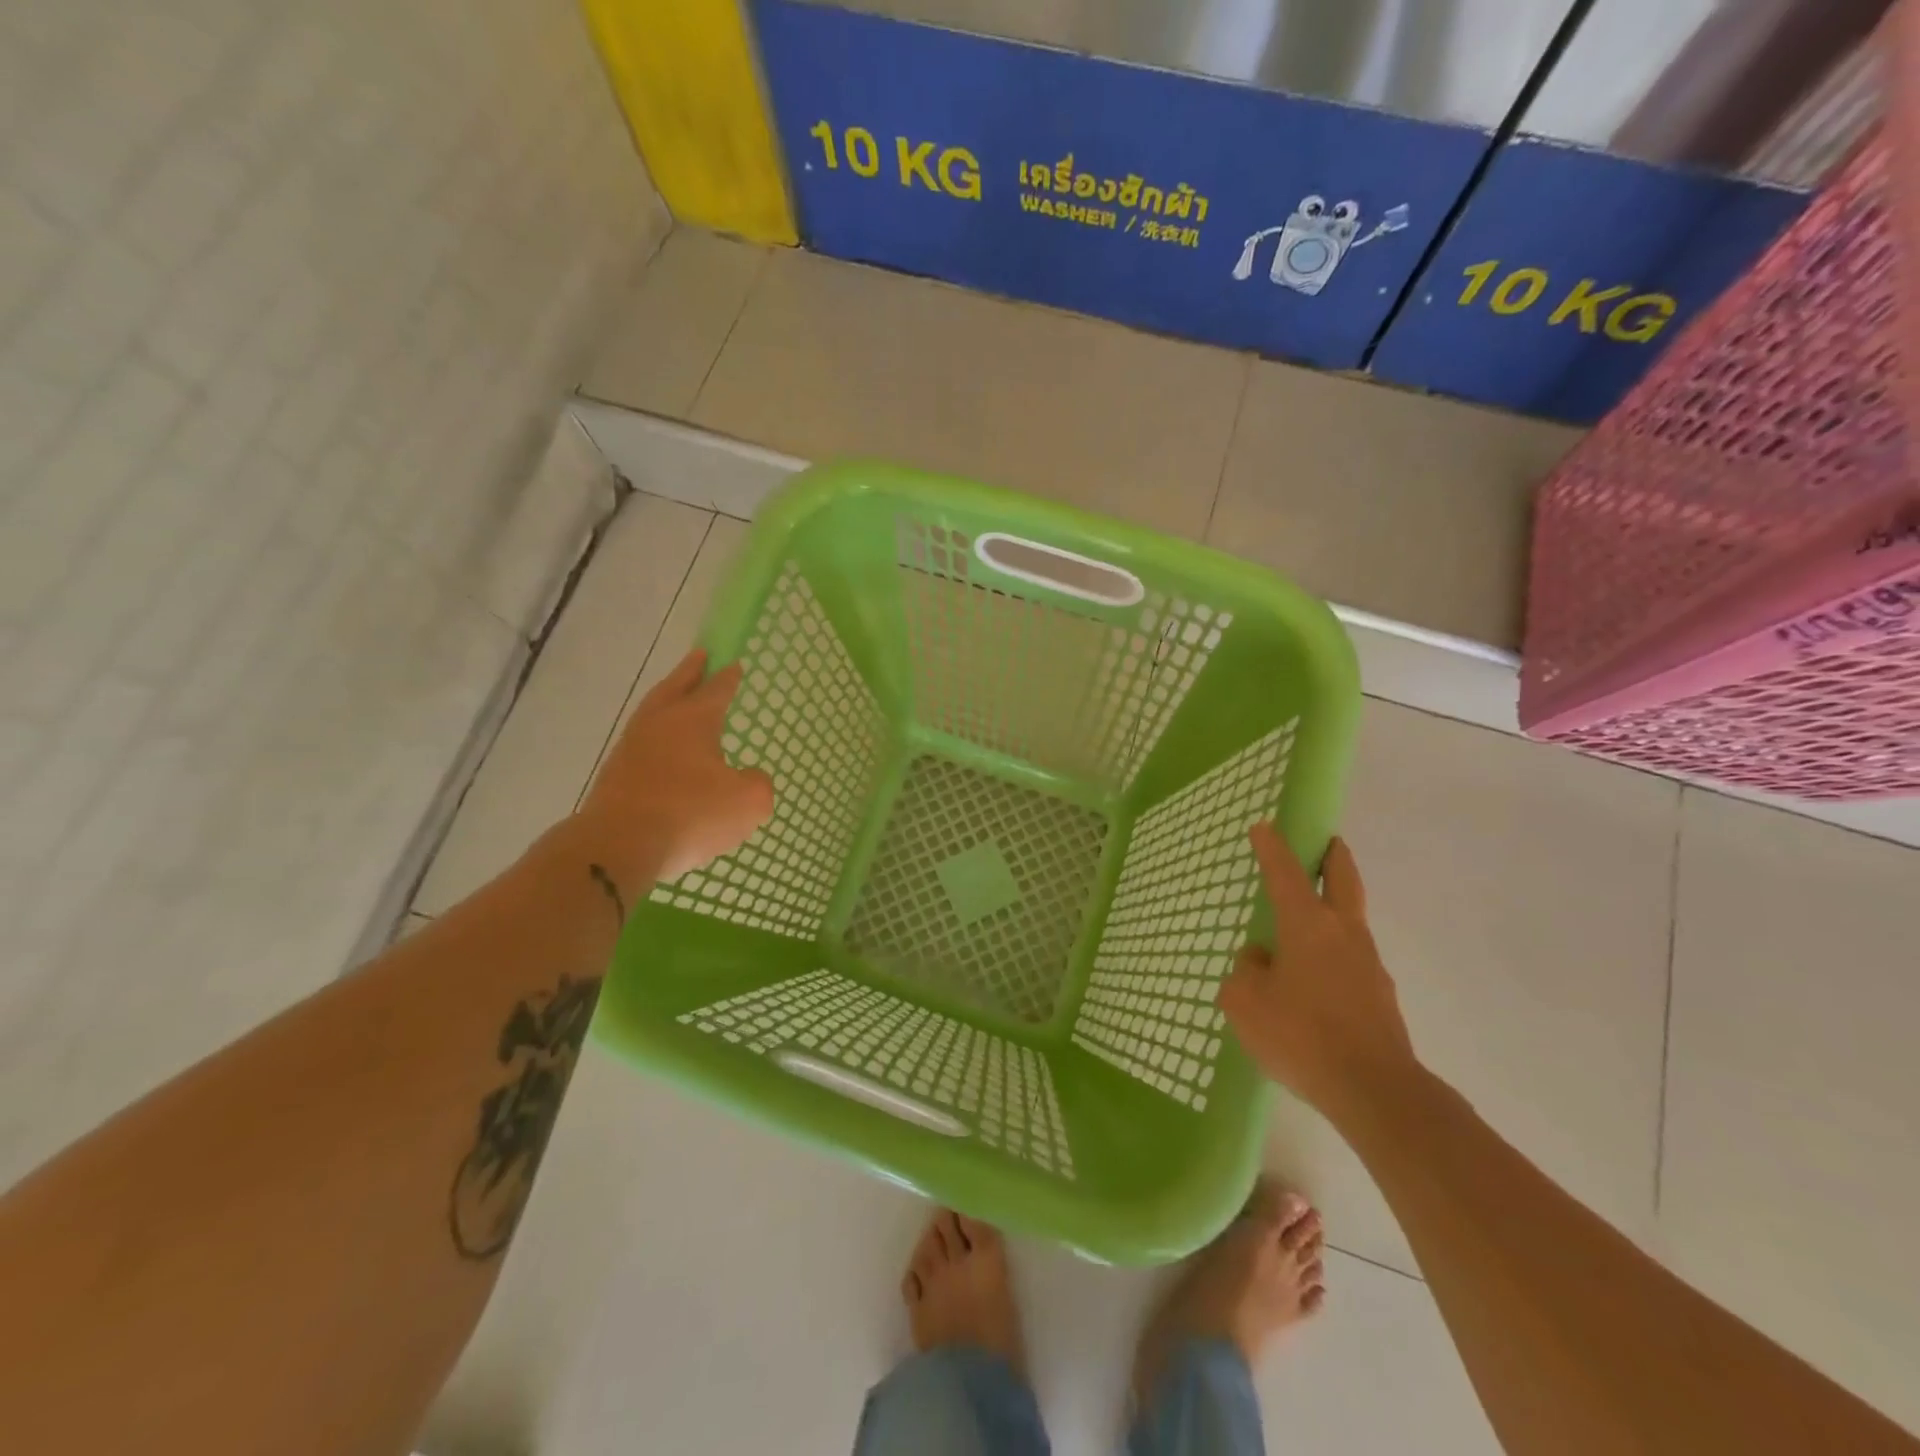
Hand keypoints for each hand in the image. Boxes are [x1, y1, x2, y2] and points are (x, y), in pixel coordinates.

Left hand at [571, 648, 774, 898]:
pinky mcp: (615, 775)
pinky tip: (665, 750)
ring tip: (679, 698)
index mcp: (694, 720)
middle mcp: (659, 724)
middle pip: (676, 687)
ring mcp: (631, 748)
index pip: (716, 690)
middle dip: (690, 671)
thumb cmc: (690, 814)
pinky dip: (657, 737)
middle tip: (700, 656)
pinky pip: (642, 744)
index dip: (728, 678)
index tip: (734, 663)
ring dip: (668, 700)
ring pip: (653, 712)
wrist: (620, 845)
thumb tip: (748, 778)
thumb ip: (758, 784)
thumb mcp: (748, 802)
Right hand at [1219, 825, 1419, 1120]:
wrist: (1375, 1091)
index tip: (1264, 826)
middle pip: (1343, 880)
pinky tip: (1314, 982)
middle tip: (1328, 841)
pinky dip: (1334, 954)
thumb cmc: (1300, 1035)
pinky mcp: (1380, 997)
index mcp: (1307, 925)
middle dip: (1333, 856)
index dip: (1272, 847)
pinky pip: (1351, 961)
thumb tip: (1261, 959)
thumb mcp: (1245, 1001)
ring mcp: (1368, 964)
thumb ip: (1247, 971)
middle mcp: (1343, 933)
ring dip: (1335, 908)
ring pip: (1350, 922)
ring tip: (1306, 925)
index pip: (1285, 873)